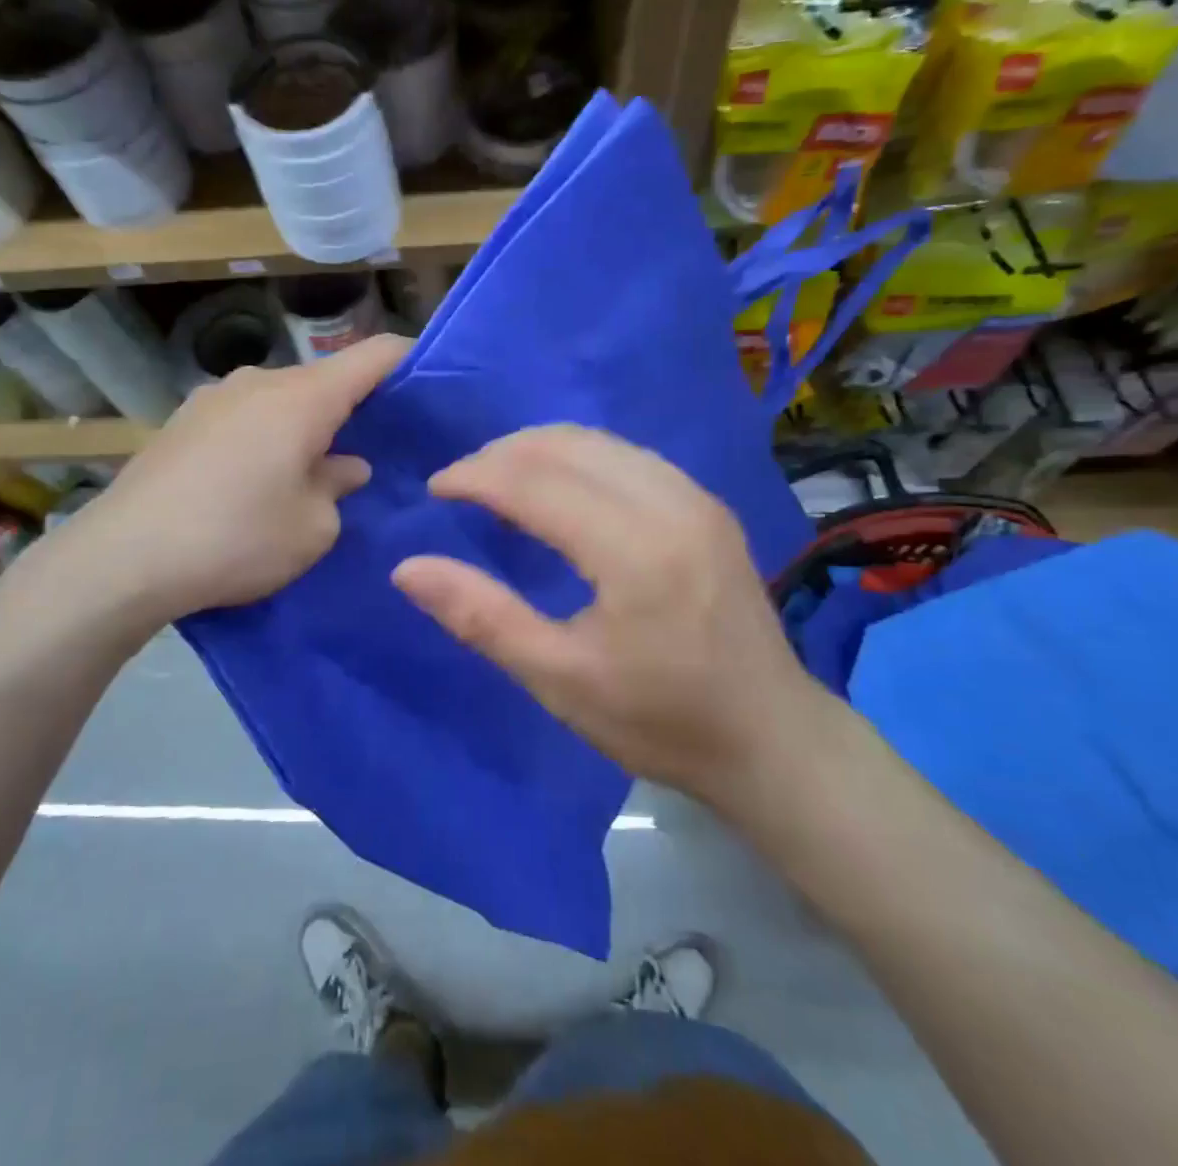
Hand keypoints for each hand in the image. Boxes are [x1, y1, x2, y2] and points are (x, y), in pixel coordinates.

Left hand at [15, 335, 410, 633]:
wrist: (125, 557)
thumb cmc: (238, 538)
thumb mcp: (312, 527)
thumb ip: (338, 487)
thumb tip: (345, 465)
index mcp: (303, 398)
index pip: (372, 355)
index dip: (407, 359)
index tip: (428, 380)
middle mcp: (259, 382)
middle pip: (324, 379)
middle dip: (352, 407)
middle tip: (369, 448)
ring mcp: (214, 397)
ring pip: (281, 399)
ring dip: (303, 425)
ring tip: (308, 470)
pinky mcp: (182, 421)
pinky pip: (244, 416)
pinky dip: (265, 435)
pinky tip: (254, 479)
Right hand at [391, 425, 827, 806]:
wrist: (771, 737)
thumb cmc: (660, 721)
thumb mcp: (559, 680)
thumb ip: (481, 617)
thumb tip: (406, 568)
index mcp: (634, 550)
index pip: (534, 482)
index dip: (475, 476)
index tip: (434, 490)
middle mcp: (670, 503)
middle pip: (565, 445)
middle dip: (500, 454)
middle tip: (459, 485)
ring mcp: (695, 497)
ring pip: (597, 440)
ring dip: (537, 450)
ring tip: (497, 482)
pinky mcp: (705, 504)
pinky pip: (625, 454)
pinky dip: (576, 458)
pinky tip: (555, 489)